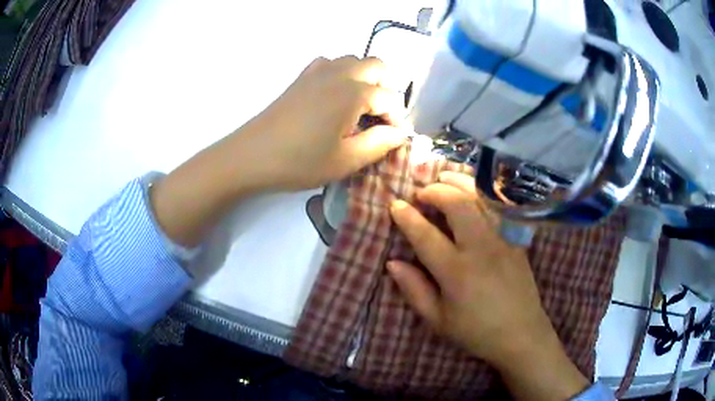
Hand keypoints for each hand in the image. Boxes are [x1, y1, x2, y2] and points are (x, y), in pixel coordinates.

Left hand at [234, 56, 408, 190]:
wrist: (251, 156)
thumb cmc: (299, 162)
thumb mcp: (345, 160)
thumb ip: (379, 144)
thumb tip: (401, 133)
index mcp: (353, 93)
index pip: (390, 98)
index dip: (397, 118)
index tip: (393, 138)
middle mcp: (339, 73)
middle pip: (377, 66)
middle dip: (387, 87)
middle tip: (380, 116)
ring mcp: (317, 72)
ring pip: (354, 60)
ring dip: (365, 78)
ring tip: (360, 107)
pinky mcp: (301, 78)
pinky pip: (330, 63)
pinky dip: (341, 73)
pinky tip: (335, 96)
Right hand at [388, 172, 589, 400]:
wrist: (521, 334)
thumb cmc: (476, 331)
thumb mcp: (438, 320)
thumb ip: (414, 290)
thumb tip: (392, 263)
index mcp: (456, 272)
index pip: (426, 235)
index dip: (407, 216)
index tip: (395, 205)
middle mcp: (480, 248)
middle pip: (456, 204)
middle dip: (434, 191)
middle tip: (420, 192)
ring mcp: (503, 240)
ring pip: (480, 198)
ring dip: (459, 183)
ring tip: (443, 178)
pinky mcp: (516, 239)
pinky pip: (499, 206)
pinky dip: (482, 191)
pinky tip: (473, 190)